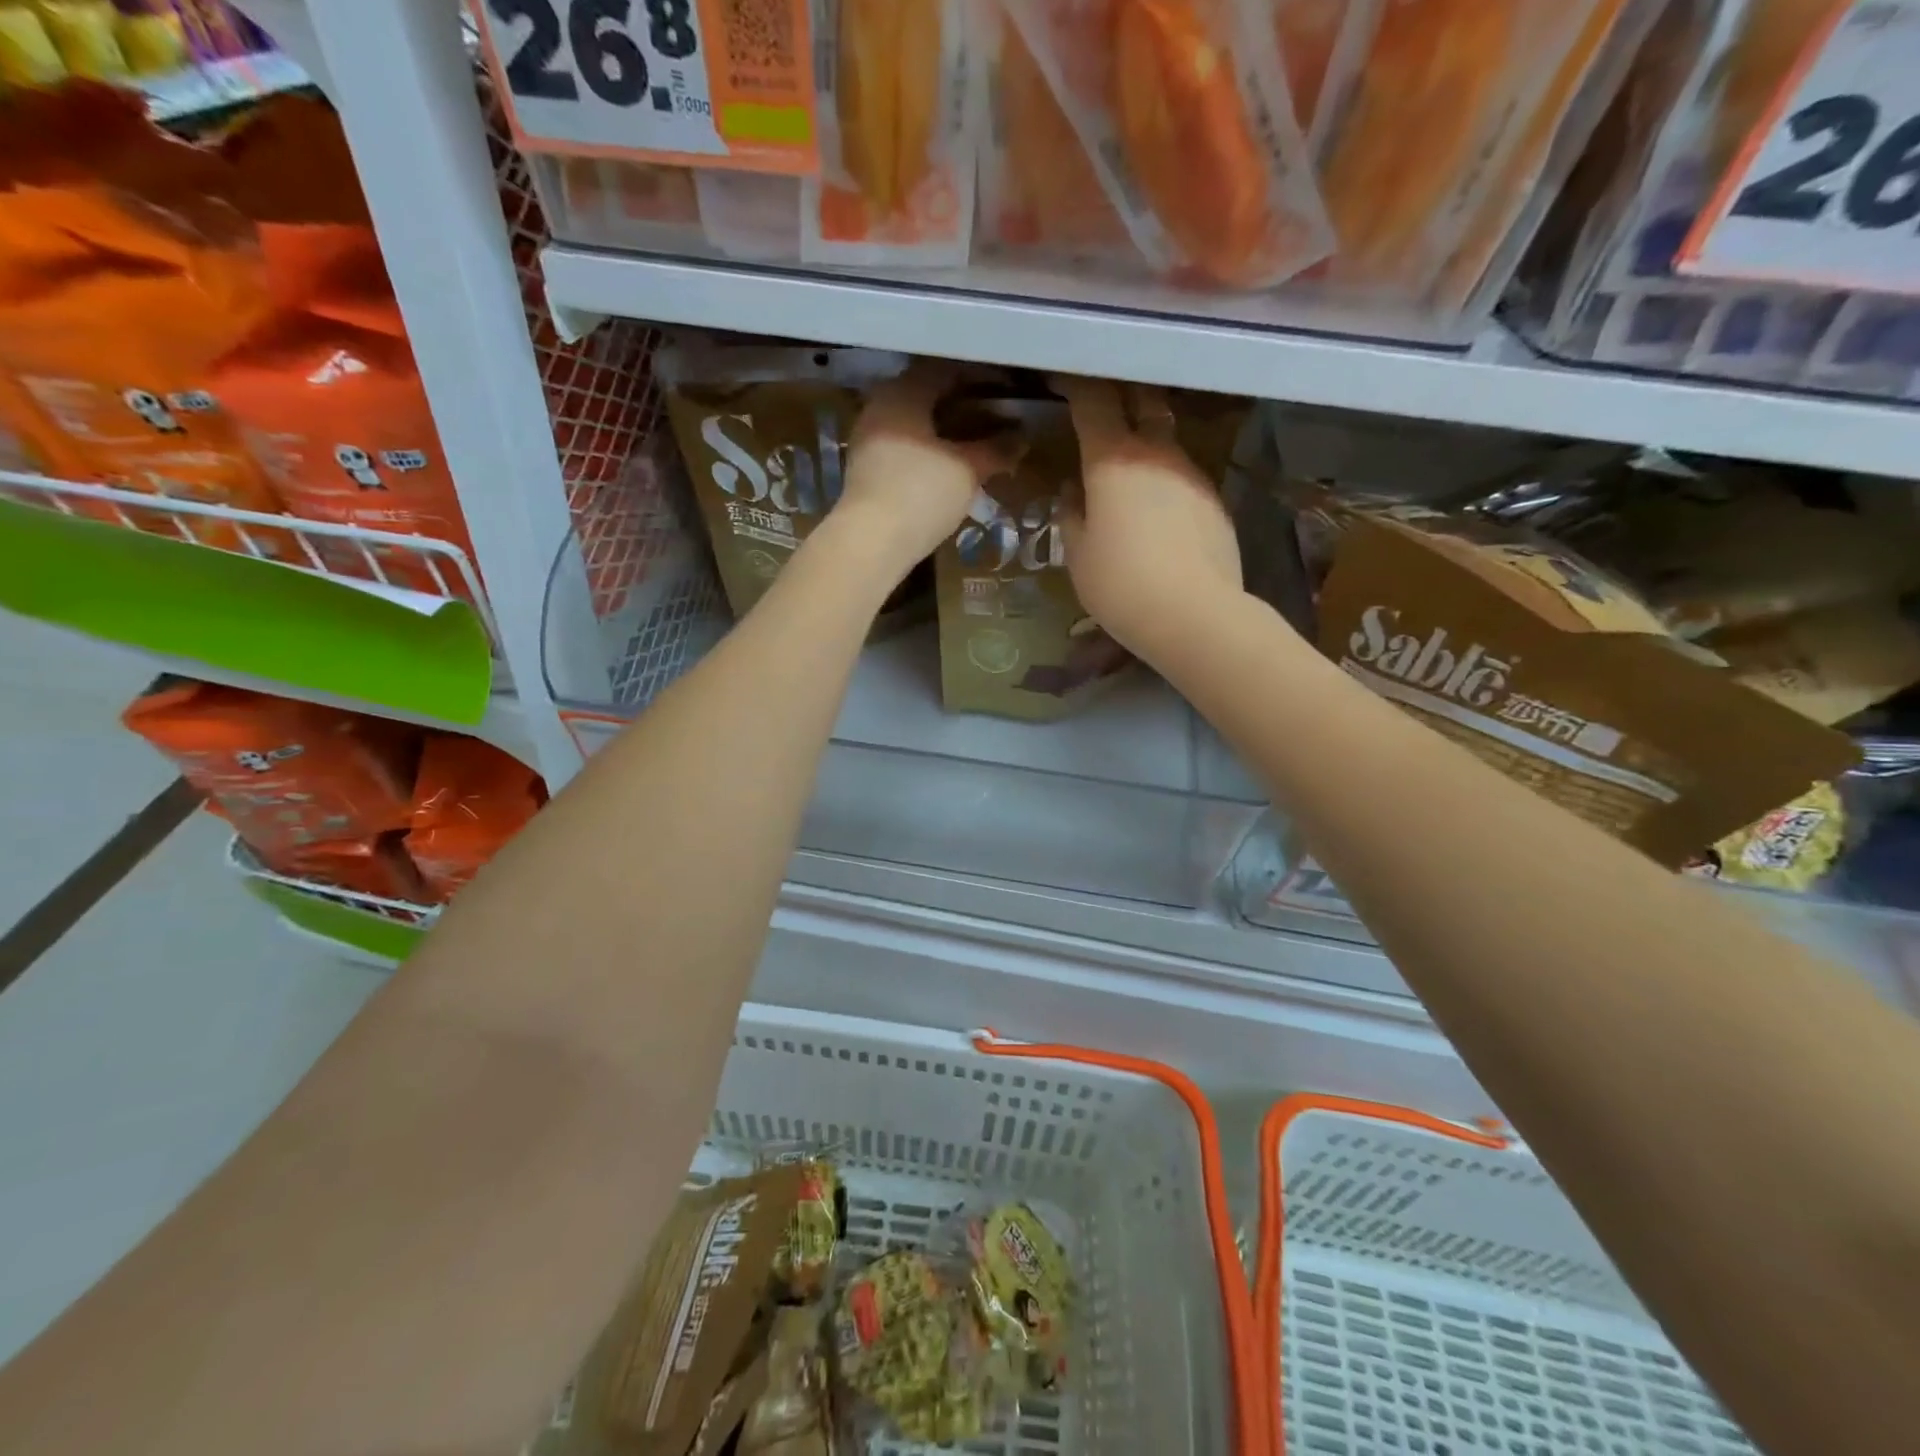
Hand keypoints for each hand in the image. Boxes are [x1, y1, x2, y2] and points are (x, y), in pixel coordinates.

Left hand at [834, 362, 1014, 577]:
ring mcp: (868, 439)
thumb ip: (995, 450)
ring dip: (943, 431)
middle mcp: (880, 406)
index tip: (1005, 391)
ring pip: (913, 424)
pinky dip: (927, 451)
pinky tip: (947, 467)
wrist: (871, 543)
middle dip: (961, 405)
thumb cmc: (922, 493)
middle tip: (993, 418)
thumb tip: (1021, 440)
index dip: (979, 378)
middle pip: (926, 396)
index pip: (946, 370)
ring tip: (975, 445)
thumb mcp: (967, 471)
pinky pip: (902, 447)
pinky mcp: (865, 470)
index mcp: (903, 392)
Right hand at [1055, 375, 1241, 662]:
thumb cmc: (1120, 584)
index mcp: (1111, 459)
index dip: (1078, 386)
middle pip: (1142, 402)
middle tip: (1105, 403)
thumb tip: (1074, 494)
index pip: (1093, 402)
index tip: (1066, 380)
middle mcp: (1155, 452)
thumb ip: (1072, 516)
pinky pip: (1183, 477)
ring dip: (1147, 443)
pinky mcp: (1215, 500)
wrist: (1194, 614)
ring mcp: (1191, 473)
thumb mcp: (1078, 555)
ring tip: (1130, 468)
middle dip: (1123, 395)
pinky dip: (1167, 481)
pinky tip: (1160, 512)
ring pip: (1166, 441)